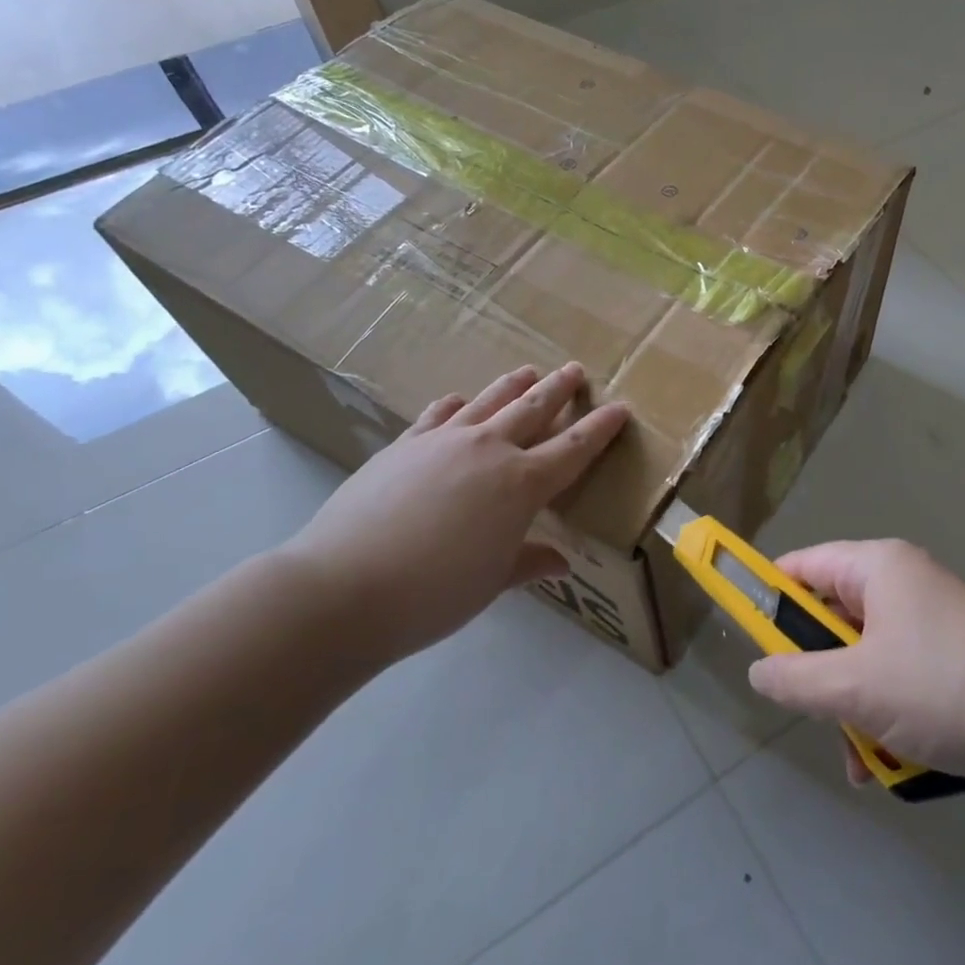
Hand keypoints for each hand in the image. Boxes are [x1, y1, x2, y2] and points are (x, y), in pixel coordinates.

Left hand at [279, 363, 630, 663]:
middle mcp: (489, 450)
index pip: (574, 448)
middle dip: (559, 390)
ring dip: (513, 386)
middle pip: (533, 409)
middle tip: (575, 371)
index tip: (620, 408)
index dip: (601, 428)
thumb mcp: (493, 582)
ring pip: (488, 401)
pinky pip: (438, 415)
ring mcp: (443, 441)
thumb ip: (529, 562)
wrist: (345, 587)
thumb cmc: (435, 593)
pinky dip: (455, 405)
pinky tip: (458, 400)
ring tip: (529, 371)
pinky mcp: (404, 445)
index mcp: (522, 484)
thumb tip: (561, 561)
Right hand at [747, 539, 964, 780]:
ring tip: (861, 757)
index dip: (769, 599)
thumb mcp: (856, 688)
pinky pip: (896, 673)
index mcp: (876, 566)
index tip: (753, 644)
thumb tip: (759, 672)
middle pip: (831, 616)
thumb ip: (796, 679)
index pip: (801, 566)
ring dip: (853, 705)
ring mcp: (928, 617)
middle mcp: (900, 581)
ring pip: (863, 654)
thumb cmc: (944, 689)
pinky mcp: (949, 651)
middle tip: (818, 713)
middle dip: (820, 673)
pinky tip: (890, 760)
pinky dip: (886, 711)